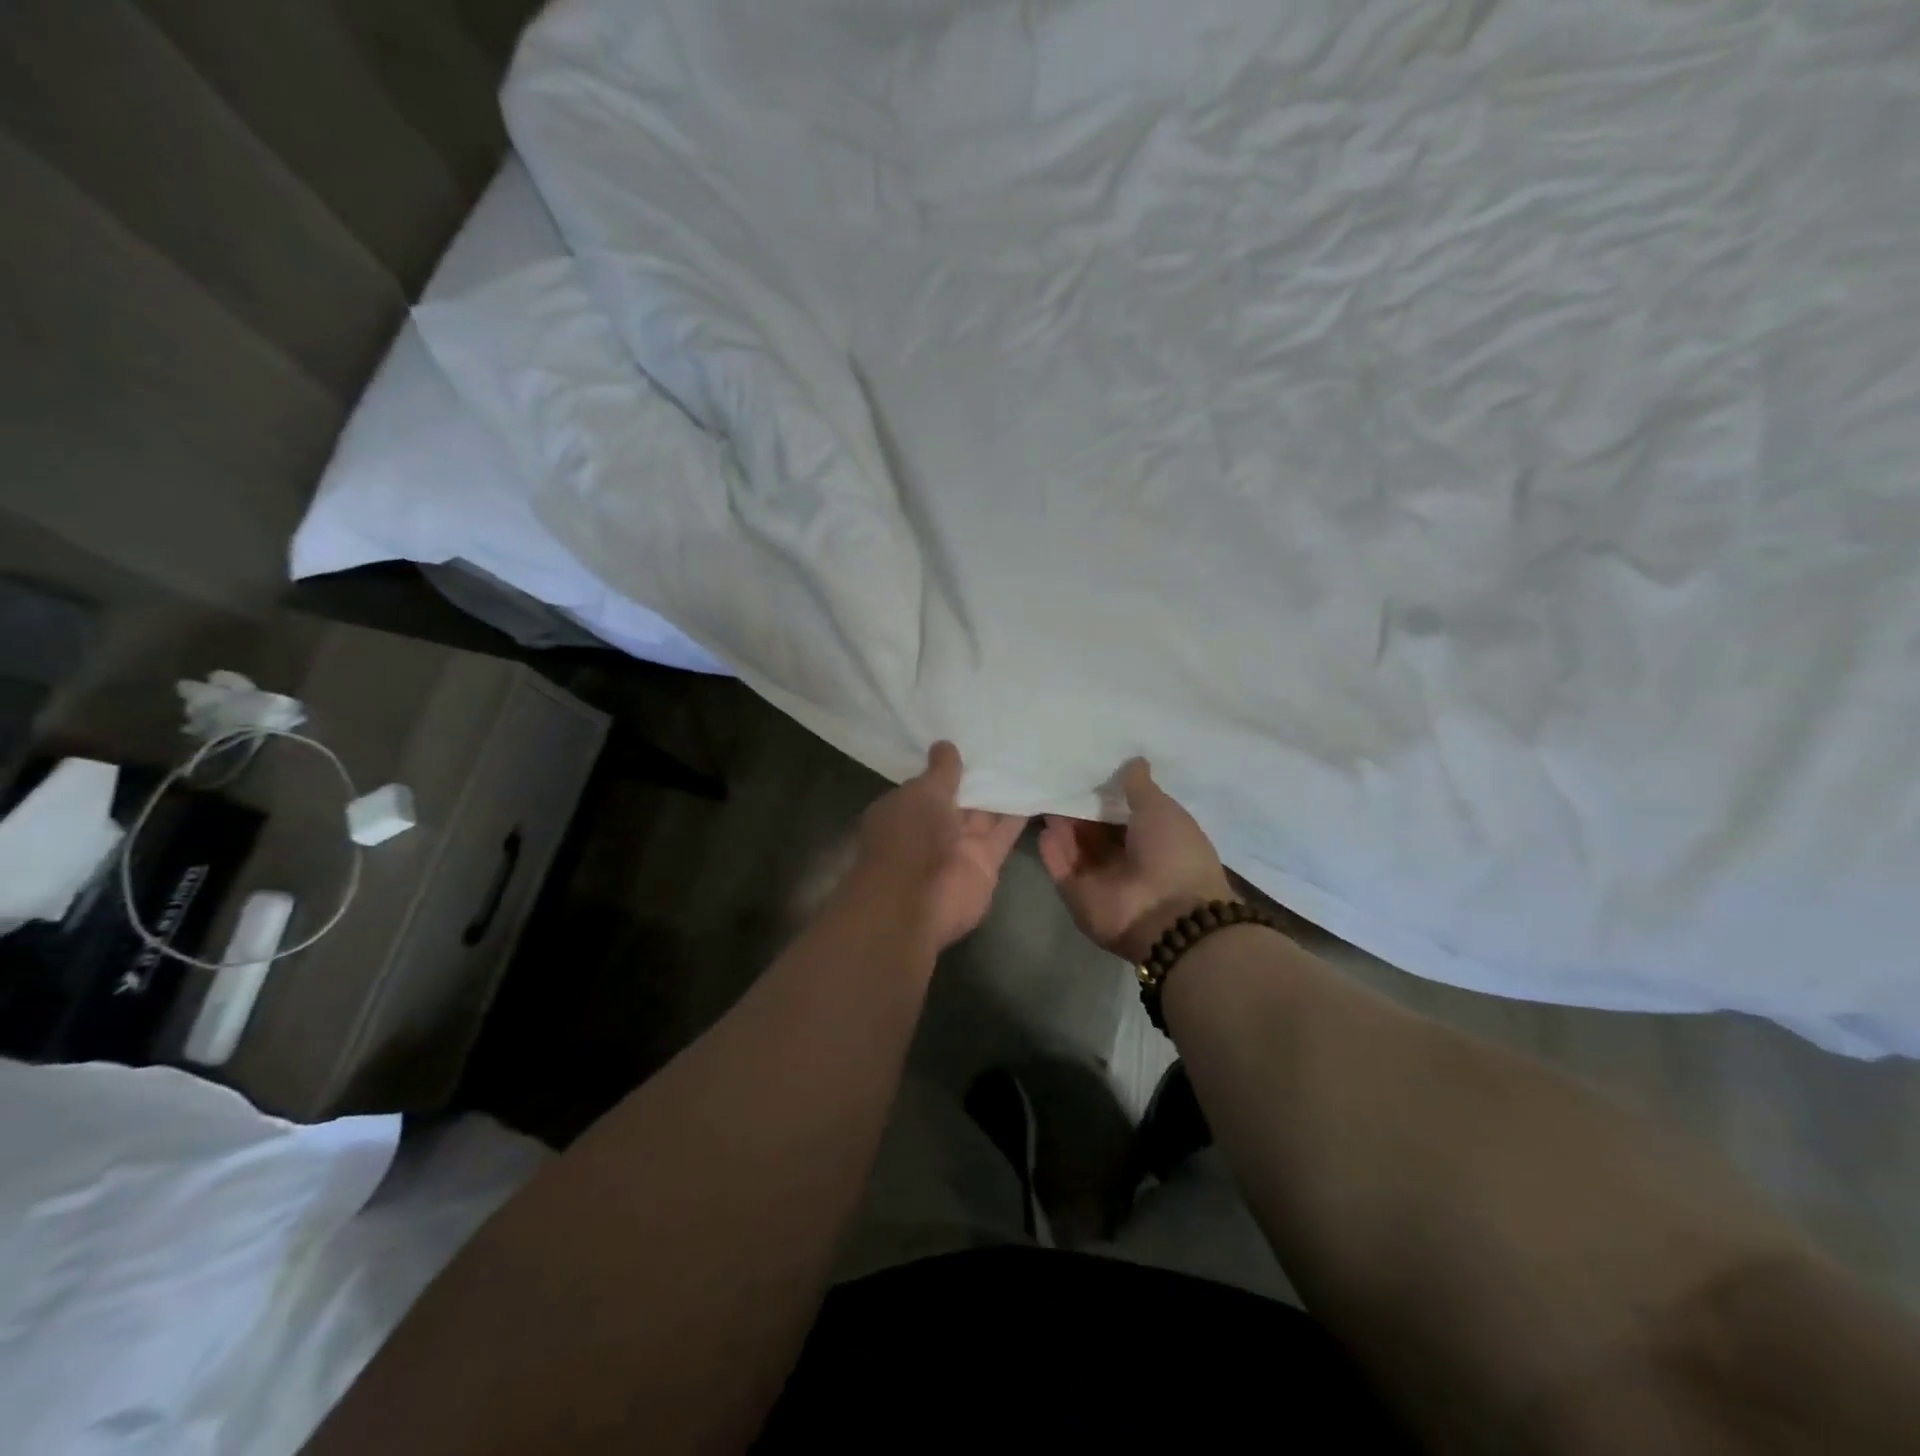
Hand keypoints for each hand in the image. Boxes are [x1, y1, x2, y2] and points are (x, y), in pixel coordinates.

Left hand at [852, 742, 1027, 951]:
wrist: (918, 900)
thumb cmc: (909, 837)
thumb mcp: (922, 793)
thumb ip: (940, 771)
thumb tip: (945, 745)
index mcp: (904, 810)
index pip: (927, 784)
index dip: (947, 766)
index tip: (969, 739)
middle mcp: (930, 829)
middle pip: (959, 799)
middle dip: (978, 776)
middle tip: (1005, 741)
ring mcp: (958, 848)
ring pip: (984, 815)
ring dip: (1002, 792)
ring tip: (1027, 758)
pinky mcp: (985, 863)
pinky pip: (1004, 833)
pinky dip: (1019, 815)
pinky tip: (1037, 788)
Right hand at [1038, 758, 1233, 962]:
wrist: (1167, 915)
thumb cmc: (1174, 854)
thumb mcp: (1161, 809)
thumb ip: (1139, 787)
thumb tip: (1134, 760)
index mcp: (1155, 840)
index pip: (1124, 814)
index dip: (1108, 793)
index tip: (1088, 768)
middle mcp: (1127, 860)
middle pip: (1096, 830)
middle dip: (1080, 807)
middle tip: (1058, 777)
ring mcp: (1101, 880)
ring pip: (1075, 846)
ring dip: (1063, 824)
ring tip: (1047, 794)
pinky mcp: (1077, 895)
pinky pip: (1060, 867)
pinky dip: (1052, 848)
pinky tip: (1044, 824)